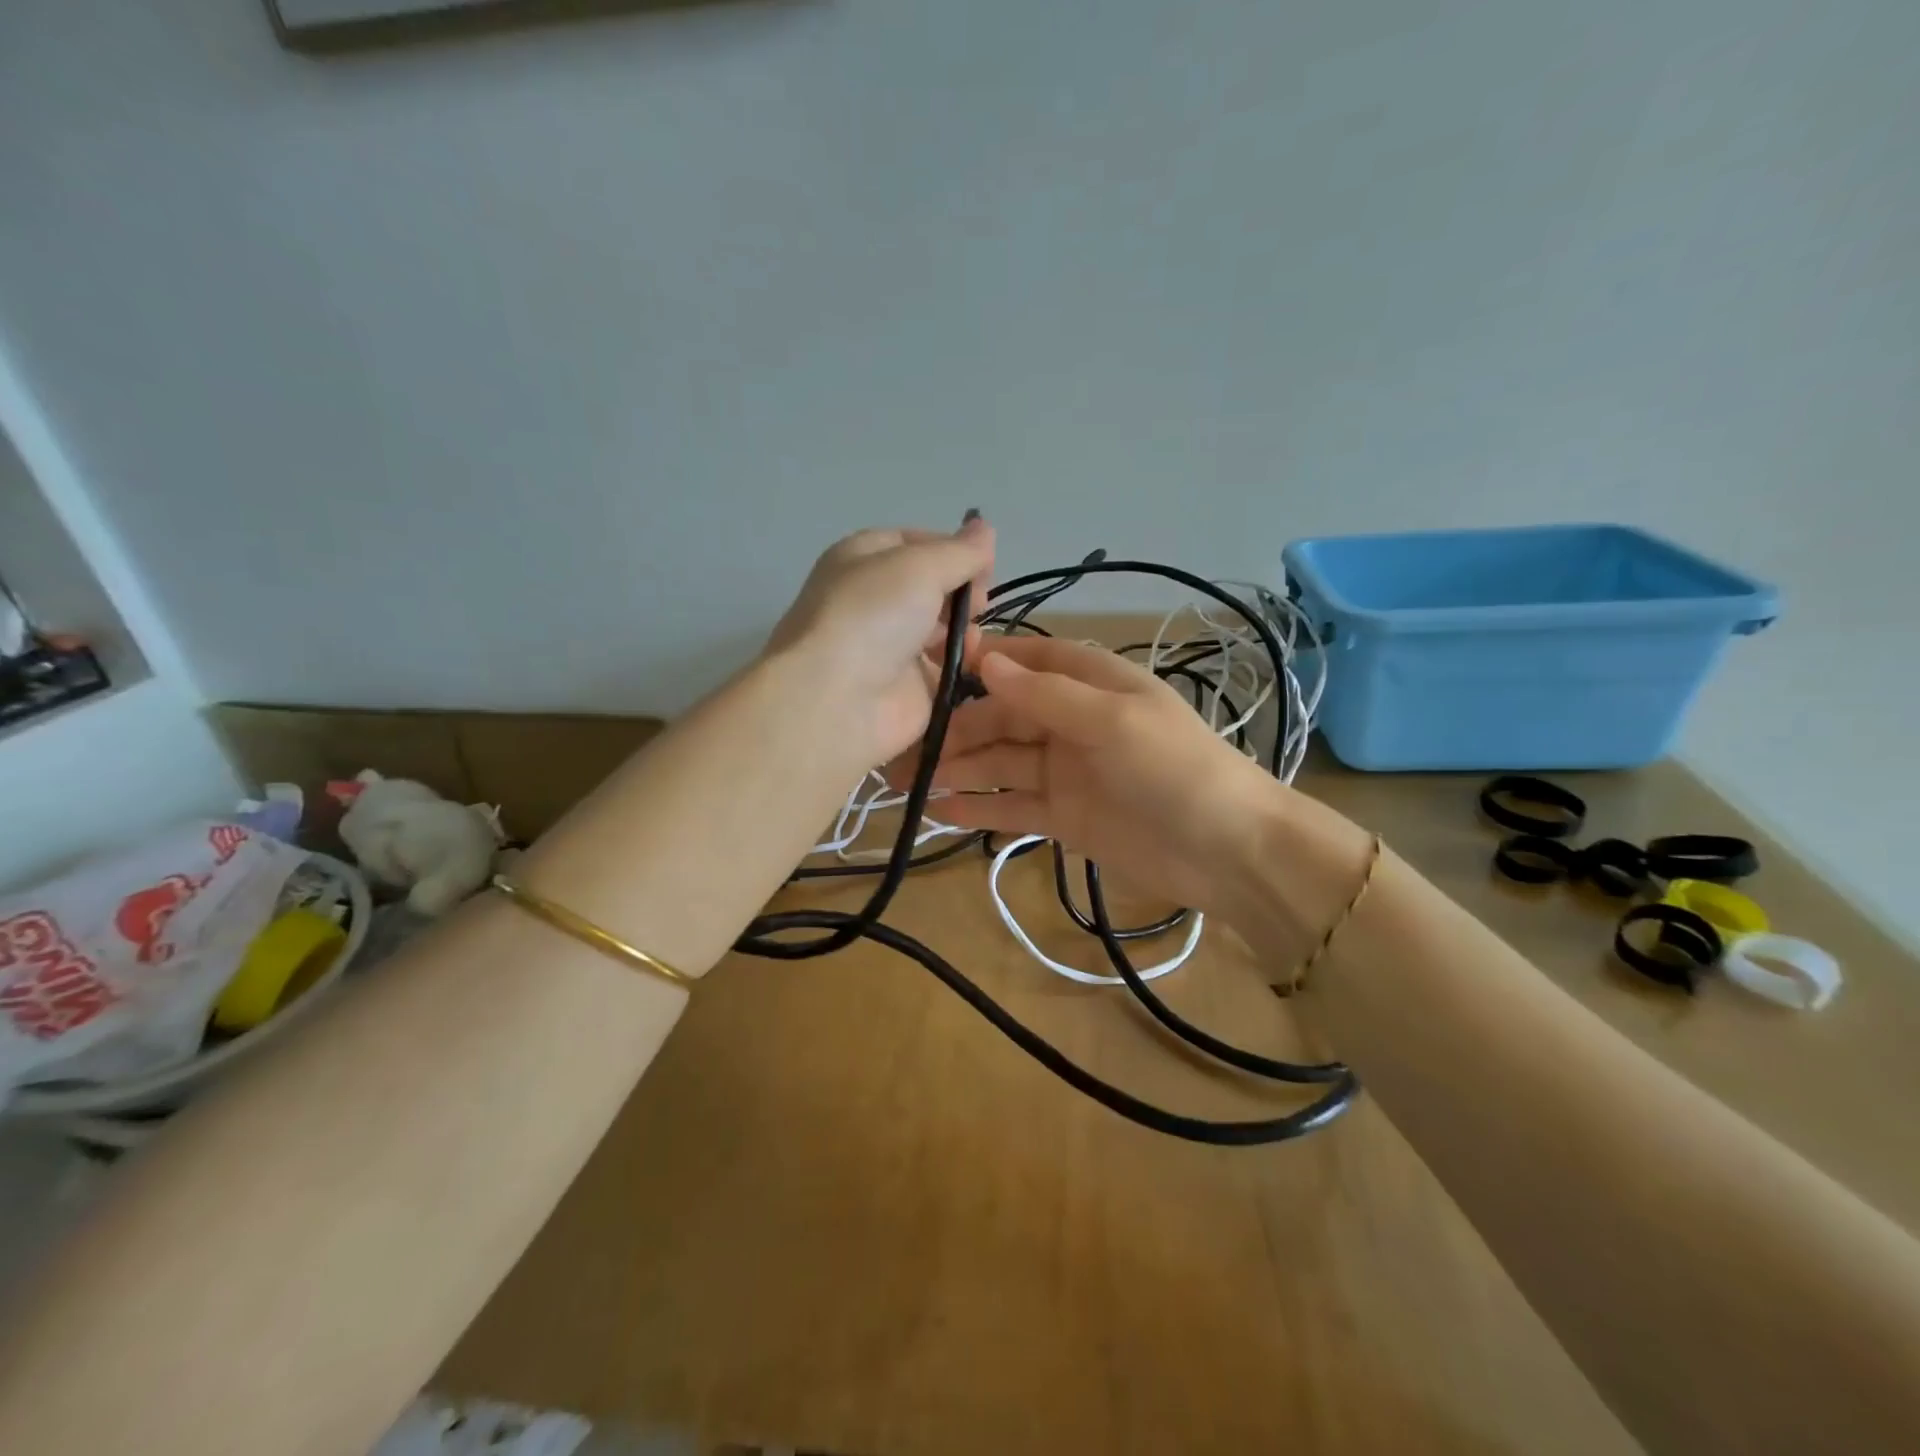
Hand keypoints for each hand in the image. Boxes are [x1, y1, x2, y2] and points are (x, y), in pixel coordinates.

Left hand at [766, 516, 995, 764]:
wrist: (838, 700)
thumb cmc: (873, 616)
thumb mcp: (921, 566)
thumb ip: (960, 551)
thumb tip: (985, 529)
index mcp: (863, 559)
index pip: (916, 543)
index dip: (953, 549)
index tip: (985, 562)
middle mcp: (874, 600)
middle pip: (931, 586)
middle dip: (961, 590)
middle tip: (979, 602)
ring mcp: (889, 646)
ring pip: (939, 628)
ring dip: (963, 627)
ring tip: (972, 634)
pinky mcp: (906, 688)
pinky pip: (943, 669)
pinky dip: (961, 663)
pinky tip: (971, 661)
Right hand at [896, 635, 1283, 917]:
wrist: (1228, 851)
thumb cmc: (1174, 769)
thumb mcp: (1113, 721)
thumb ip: (1047, 695)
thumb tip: (986, 661)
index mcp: (1091, 684)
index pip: (1028, 659)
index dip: (983, 660)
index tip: (928, 665)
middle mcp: (1072, 722)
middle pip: (1003, 716)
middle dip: (957, 729)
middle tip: (903, 747)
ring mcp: (1066, 772)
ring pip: (1001, 763)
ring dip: (958, 769)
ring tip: (907, 782)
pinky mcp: (1064, 817)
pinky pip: (1013, 806)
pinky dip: (980, 808)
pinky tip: (940, 810)